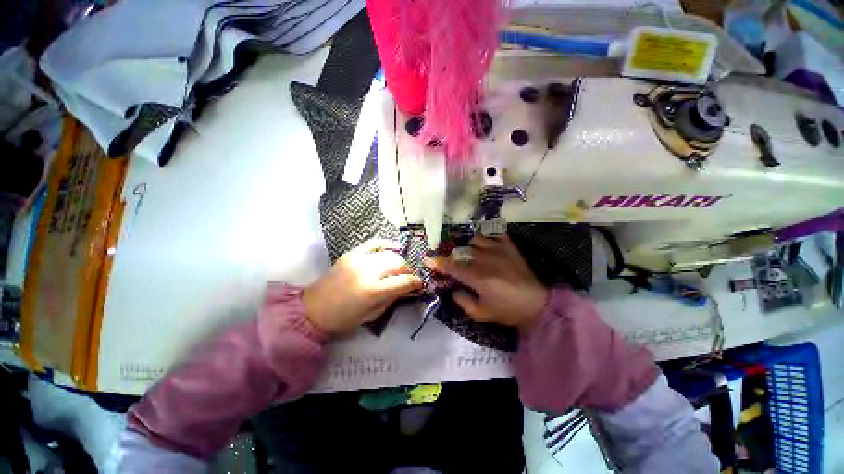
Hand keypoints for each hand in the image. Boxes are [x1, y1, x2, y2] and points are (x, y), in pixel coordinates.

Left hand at [303, 240, 422, 334]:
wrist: (311, 310)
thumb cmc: (342, 320)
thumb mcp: (372, 315)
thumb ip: (392, 299)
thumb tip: (406, 288)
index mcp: (373, 290)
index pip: (403, 281)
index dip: (415, 282)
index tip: (420, 284)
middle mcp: (367, 271)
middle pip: (398, 264)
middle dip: (408, 271)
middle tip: (409, 278)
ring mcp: (358, 259)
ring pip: (389, 253)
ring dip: (399, 261)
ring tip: (400, 268)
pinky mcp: (351, 254)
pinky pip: (374, 243)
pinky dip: (387, 244)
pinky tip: (396, 247)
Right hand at [425, 235, 547, 328]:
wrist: (537, 304)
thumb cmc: (507, 310)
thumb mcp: (481, 314)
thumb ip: (462, 301)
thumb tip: (453, 289)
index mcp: (477, 277)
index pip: (452, 267)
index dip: (438, 262)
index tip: (427, 258)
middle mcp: (485, 259)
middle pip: (462, 251)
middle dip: (454, 256)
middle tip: (456, 263)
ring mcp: (499, 249)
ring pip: (476, 239)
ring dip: (470, 247)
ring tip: (473, 254)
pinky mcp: (510, 246)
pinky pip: (495, 234)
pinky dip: (488, 237)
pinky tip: (488, 245)